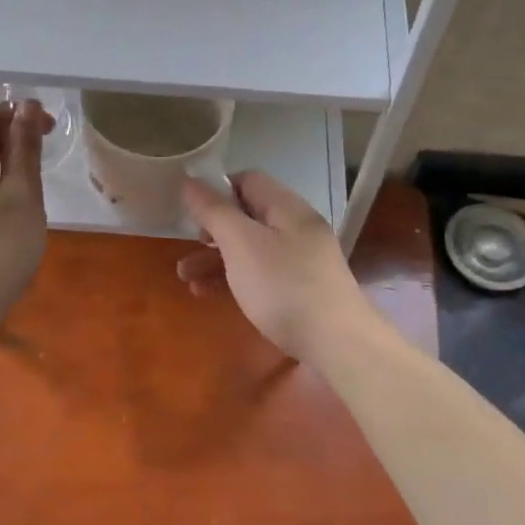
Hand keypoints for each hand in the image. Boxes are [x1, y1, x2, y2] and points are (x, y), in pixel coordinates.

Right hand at [177, 171, 370, 360]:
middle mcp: (297, 228)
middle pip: (247, 217)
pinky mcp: (300, 291)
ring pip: (251, 249)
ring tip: (186, 279)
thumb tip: (190, 181)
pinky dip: (234, 279)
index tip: (192, 212)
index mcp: (287, 208)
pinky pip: (260, 274)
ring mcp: (301, 261)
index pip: (248, 180)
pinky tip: (209, 294)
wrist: (337, 344)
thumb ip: (214, 211)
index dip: (217, 190)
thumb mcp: (241, 243)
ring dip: (216, 260)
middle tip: (187, 247)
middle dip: (211, 231)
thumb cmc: (283, 286)